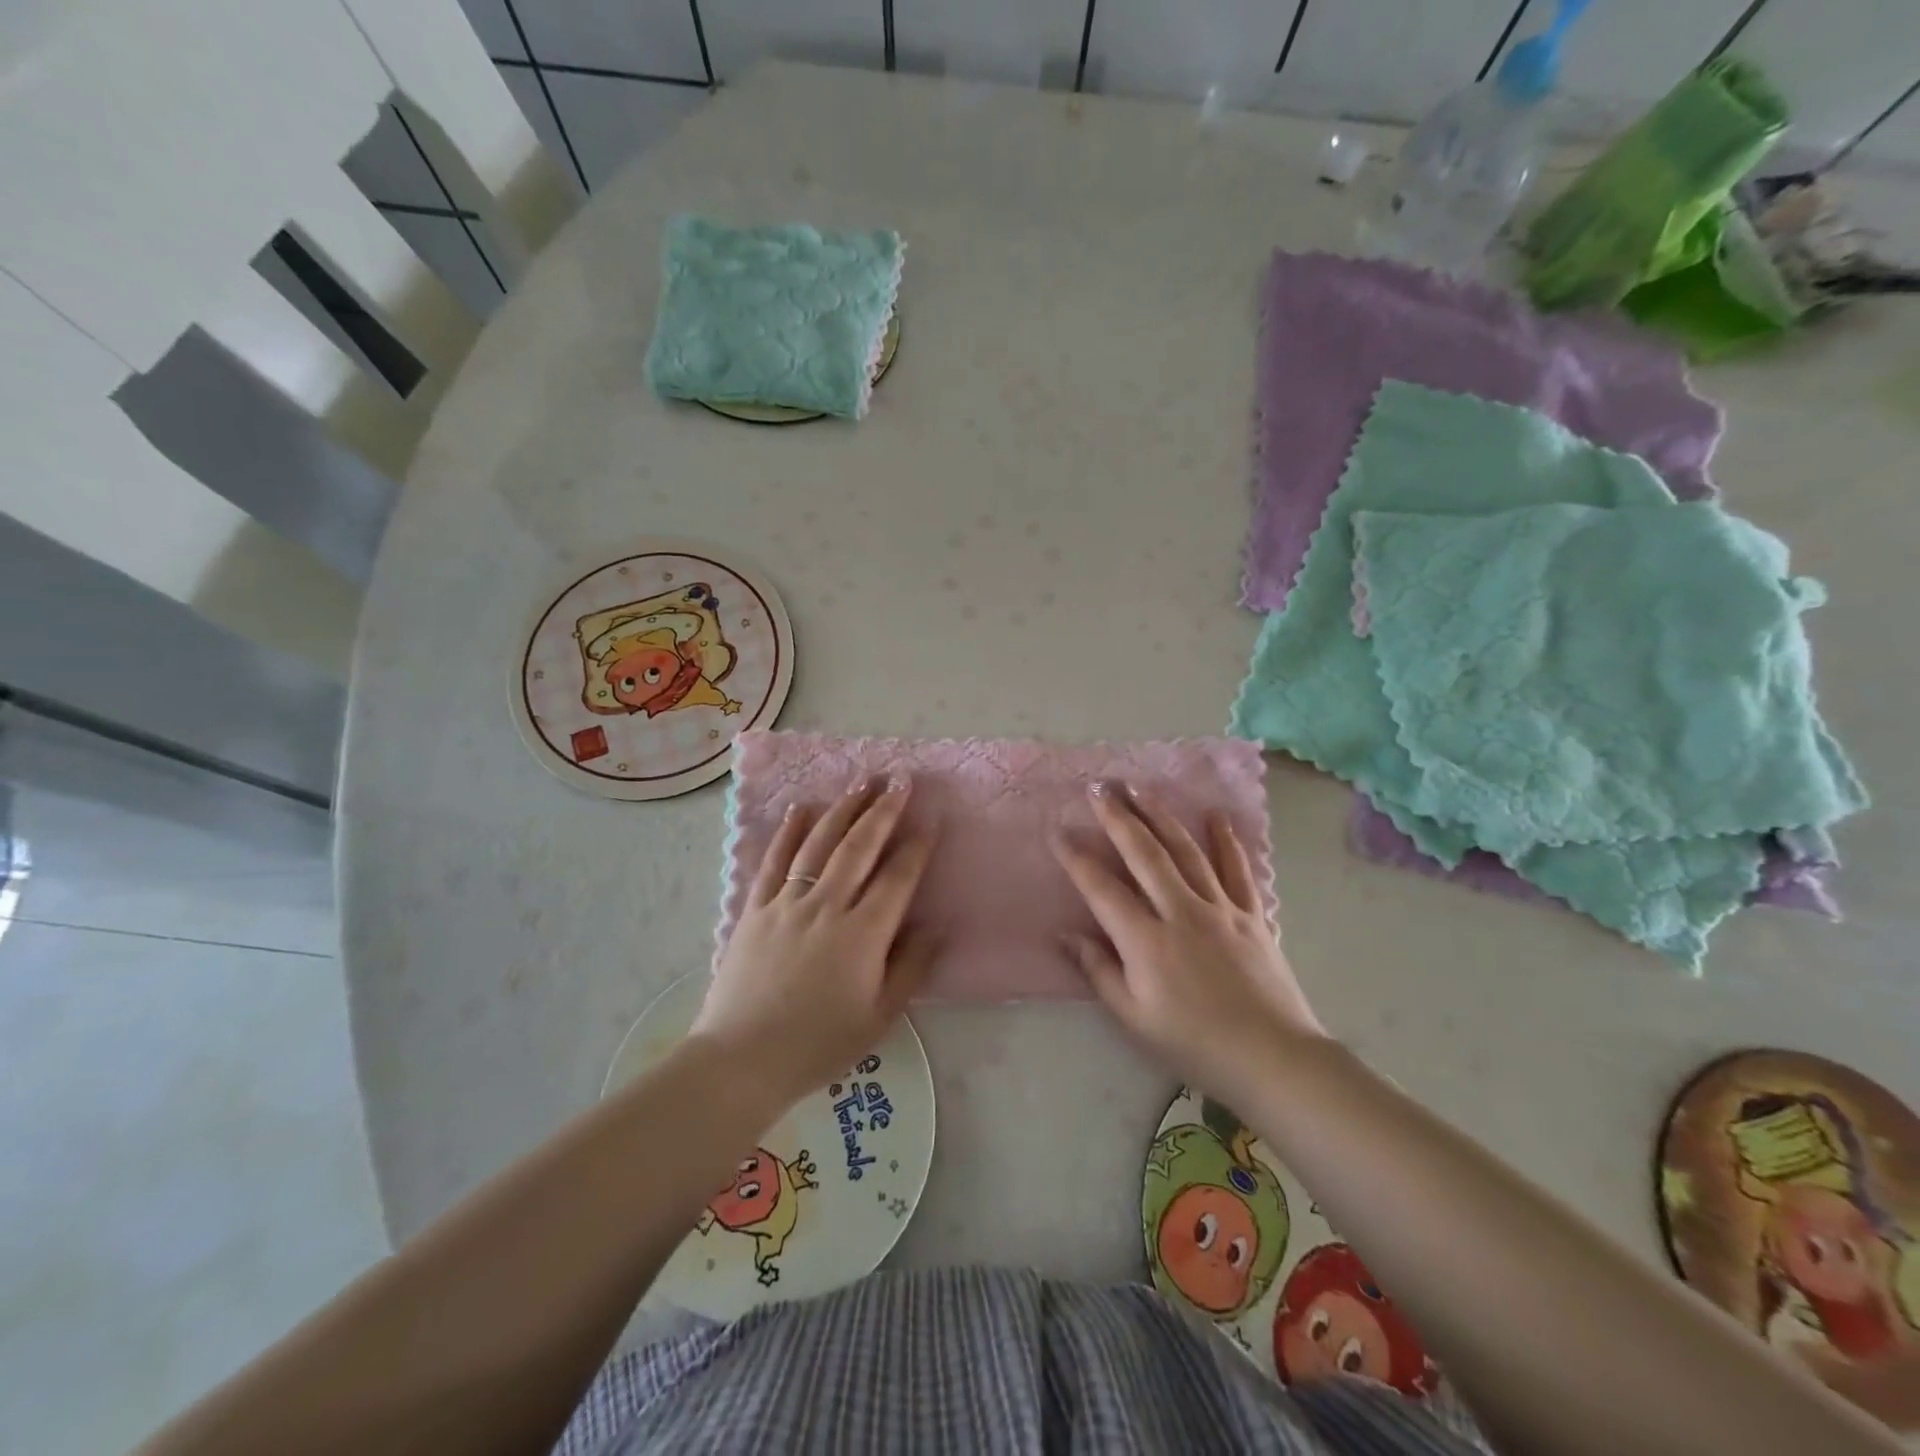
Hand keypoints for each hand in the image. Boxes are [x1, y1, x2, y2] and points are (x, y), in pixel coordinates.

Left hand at [693, 777, 938, 1109]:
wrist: (742, 1060)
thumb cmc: (818, 1044)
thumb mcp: (879, 1016)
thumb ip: (911, 967)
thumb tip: (936, 926)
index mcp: (863, 934)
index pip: (897, 877)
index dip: (917, 845)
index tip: (931, 817)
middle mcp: (827, 906)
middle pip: (860, 847)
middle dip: (883, 810)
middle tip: (900, 779)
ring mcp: (787, 903)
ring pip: (819, 844)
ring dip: (844, 809)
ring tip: (862, 781)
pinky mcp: (755, 909)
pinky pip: (775, 860)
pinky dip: (790, 831)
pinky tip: (803, 808)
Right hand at [1051, 783, 1325, 1097]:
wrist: (1273, 1059)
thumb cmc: (1194, 1044)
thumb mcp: (1134, 1018)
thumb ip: (1099, 971)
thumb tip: (1065, 935)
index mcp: (1146, 941)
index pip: (1102, 888)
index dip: (1076, 858)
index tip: (1057, 829)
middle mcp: (1180, 912)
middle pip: (1144, 854)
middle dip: (1118, 817)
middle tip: (1099, 786)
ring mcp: (1220, 909)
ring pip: (1185, 851)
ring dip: (1160, 816)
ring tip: (1140, 788)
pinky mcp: (1252, 915)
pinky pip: (1236, 869)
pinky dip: (1226, 840)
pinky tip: (1215, 815)